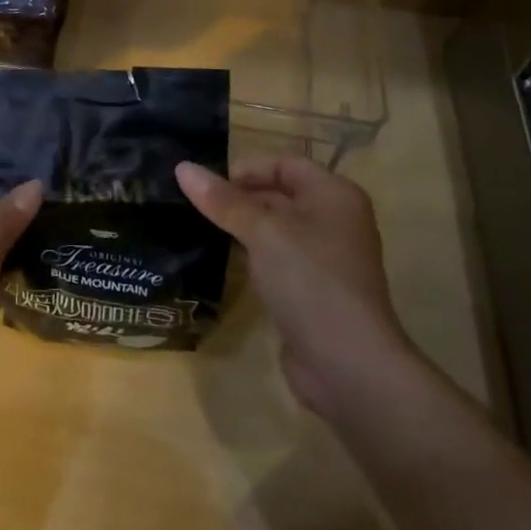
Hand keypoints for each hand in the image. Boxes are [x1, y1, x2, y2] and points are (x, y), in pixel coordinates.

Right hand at [176, 154, 413, 418]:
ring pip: (276, 229)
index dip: (246, 169)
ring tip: (201, 229)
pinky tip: (225, 262)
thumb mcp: (262, 232)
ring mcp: (326, 258)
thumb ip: (223, 200)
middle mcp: (335, 220)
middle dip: (239, 198)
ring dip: (242, 228)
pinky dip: (253, 256)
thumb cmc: (310, 281)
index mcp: (334, 195)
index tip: (207, 186)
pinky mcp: (314, 290)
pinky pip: (278, 259)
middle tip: (194, 207)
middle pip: (280, 194)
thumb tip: (182, 167)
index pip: (284, 164)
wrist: (348, 365)